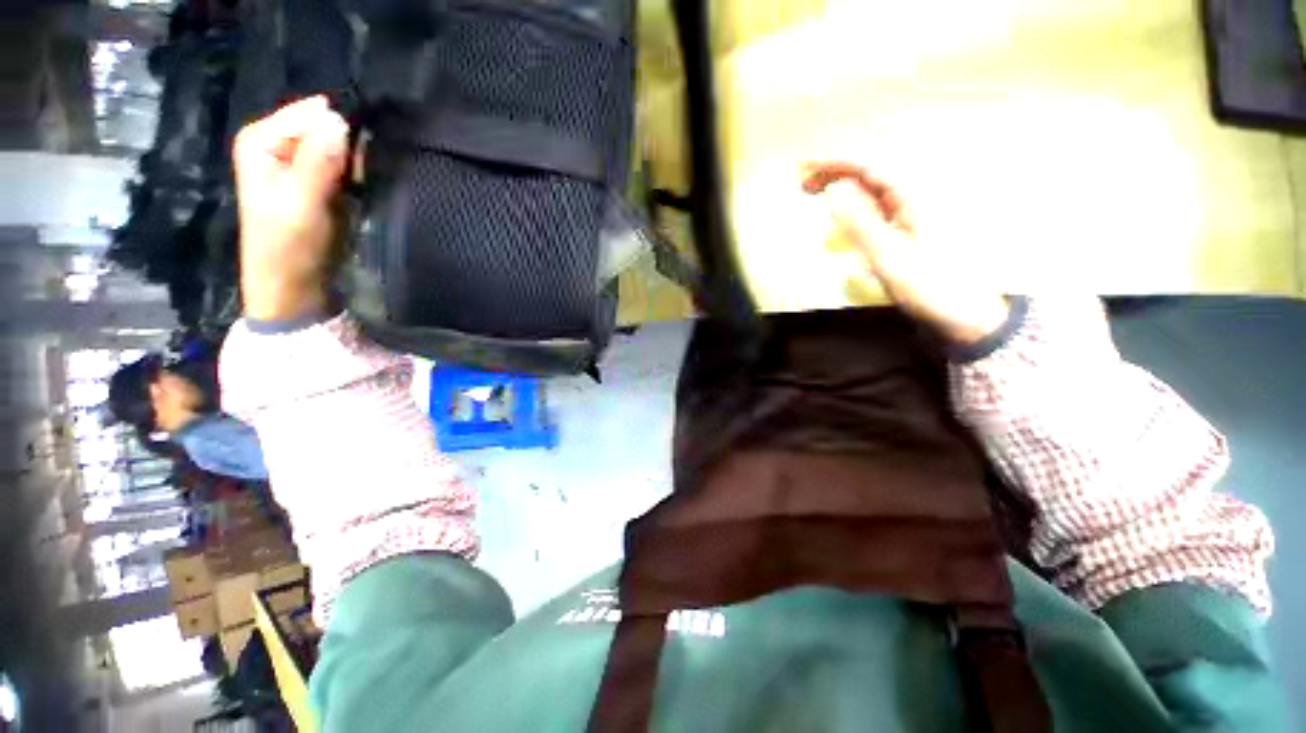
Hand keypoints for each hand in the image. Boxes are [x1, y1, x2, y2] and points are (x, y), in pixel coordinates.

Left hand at [233, 96, 349, 321]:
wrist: (293, 283)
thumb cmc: (288, 245)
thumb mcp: (301, 202)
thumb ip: (318, 161)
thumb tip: (340, 121)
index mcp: (261, 139)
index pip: (311, 115)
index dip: (337, 134)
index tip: (353, 165)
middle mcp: (277, 143)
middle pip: (325, 127)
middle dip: (348, 148)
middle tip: (356, 179)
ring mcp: (298, 161)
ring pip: (338, 146)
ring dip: (355, 164)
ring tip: (359, 187)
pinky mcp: (317, 180)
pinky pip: (344, 164)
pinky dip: (356, 175)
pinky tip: (359, 190)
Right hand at [802, 162, 1009, 346]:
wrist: (964, 313)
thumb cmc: (928, 285)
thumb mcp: (888, 256)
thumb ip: (858, 221)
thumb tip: (831, 189)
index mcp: (914, 195)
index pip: (869, 165)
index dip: (834, 164)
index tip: (804, 170)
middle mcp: (915, 195)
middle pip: (872, 171)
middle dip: (836, 171)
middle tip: (803, 183)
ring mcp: (914, 210)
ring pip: (874, 188)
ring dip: (844, 186)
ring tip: (815, 192)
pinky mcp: (910, 226)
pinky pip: (879, 205)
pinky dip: (855, 204)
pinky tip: (842, 212)